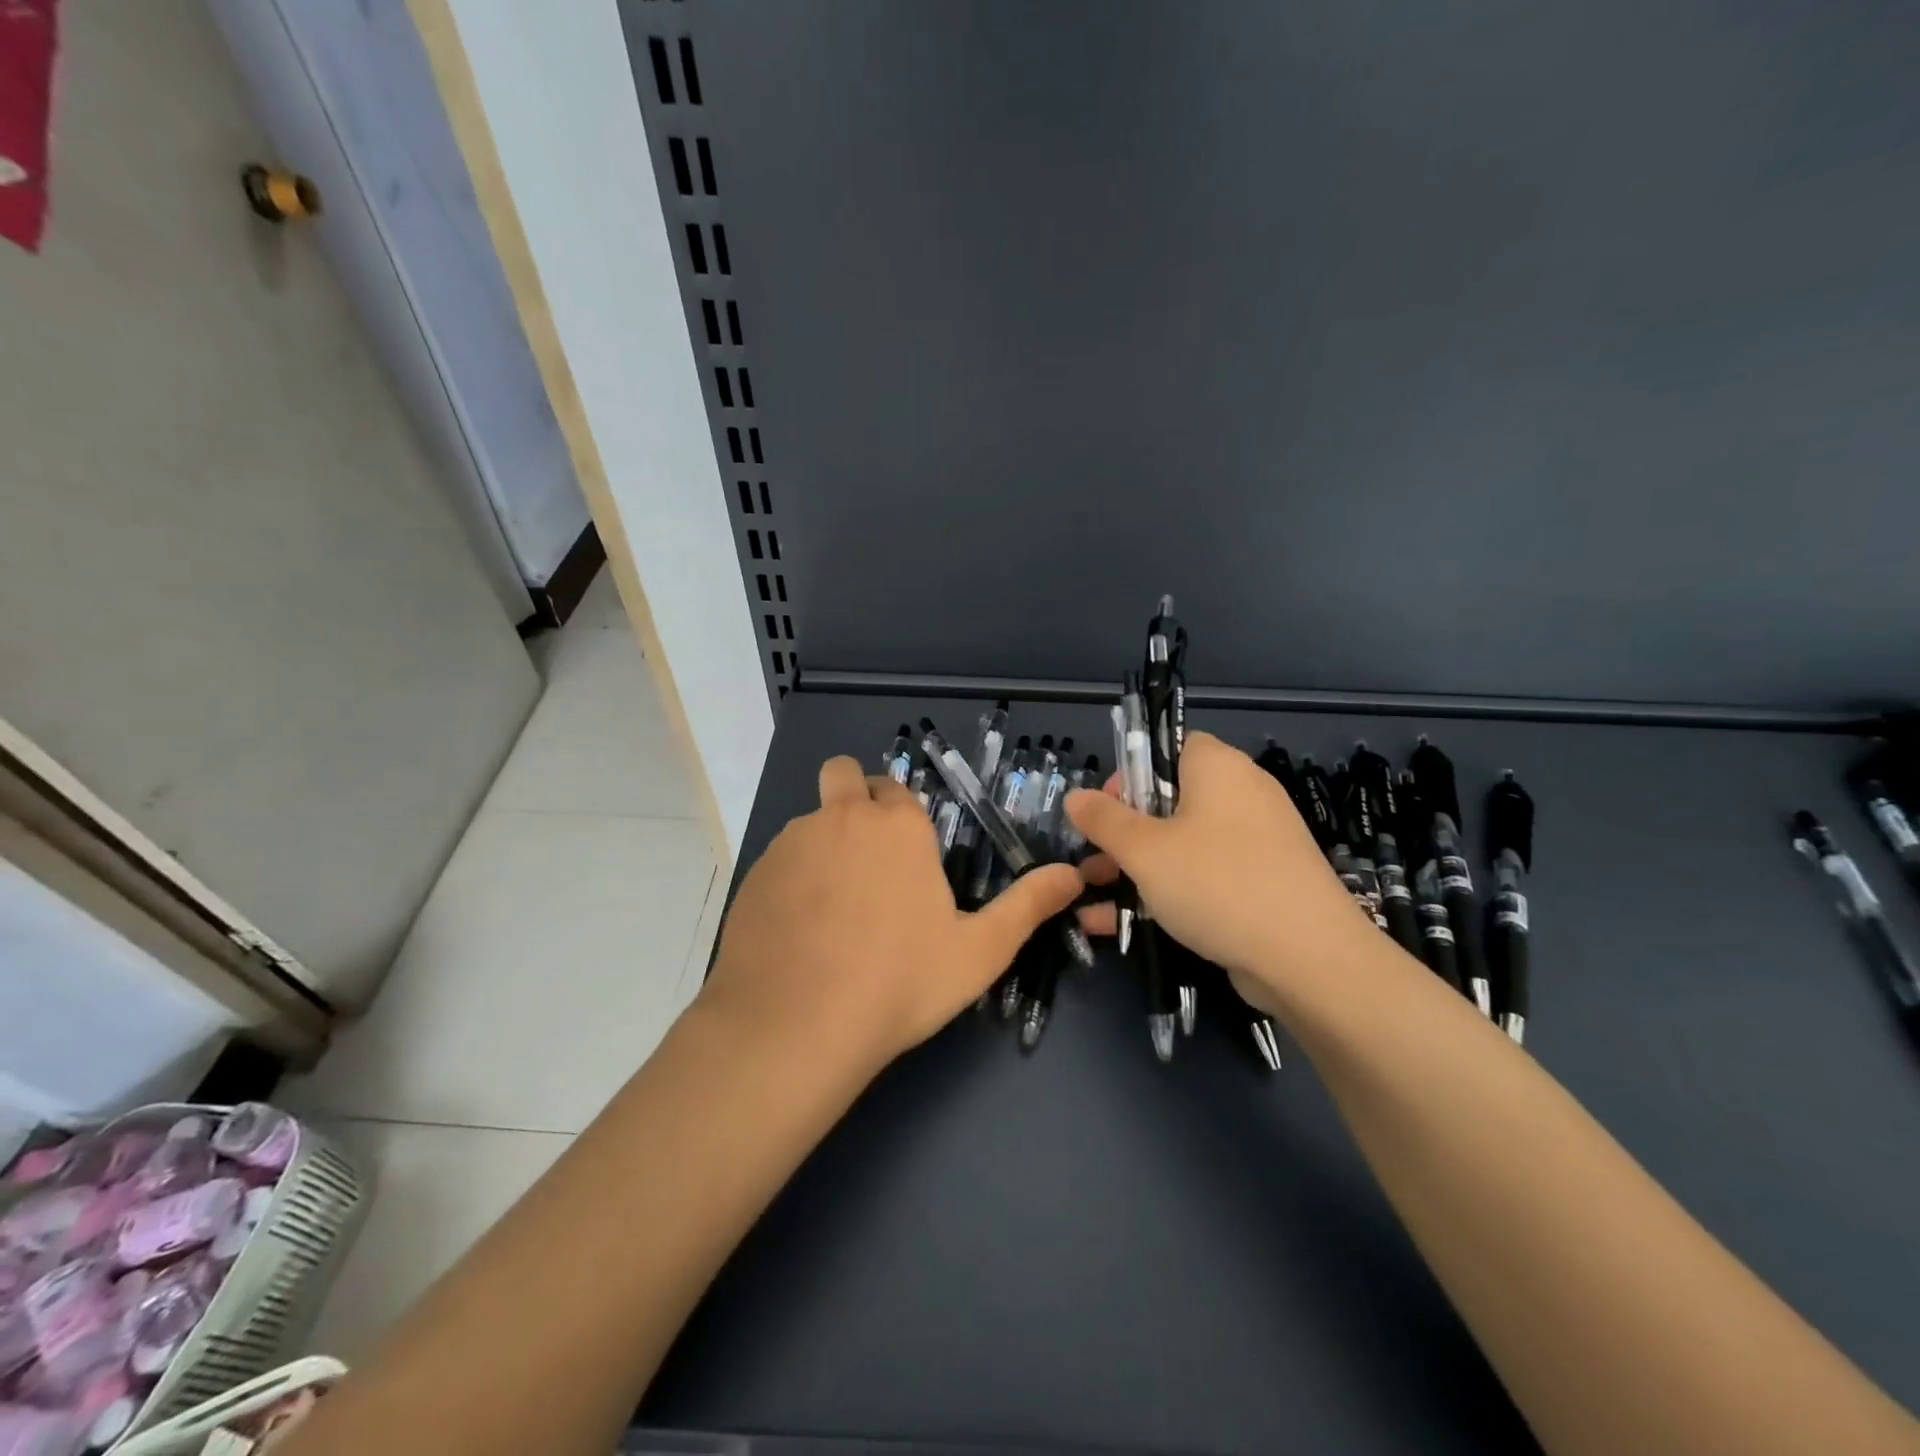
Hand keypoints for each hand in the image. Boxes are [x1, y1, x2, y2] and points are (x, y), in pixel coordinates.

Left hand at [700, 755, 1083, 1075]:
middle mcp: (841, 817)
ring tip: (835, 911)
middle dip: (854, 798)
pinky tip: (799, 932)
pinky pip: (779, 861)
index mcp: (897, 825)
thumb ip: (1028, 906)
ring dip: (824, 844)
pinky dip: (791, 880)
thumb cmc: (899, 982)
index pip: (897, 790)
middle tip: (868, 858)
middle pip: (843, 775)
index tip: (907, 856)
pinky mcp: (753, 874)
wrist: (796, 1026)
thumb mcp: (979, 950)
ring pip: (810, 821)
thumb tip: (1072, 875)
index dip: (902, 816)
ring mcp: (790, 842)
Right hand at [1065, 731, 1376, 1012]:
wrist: (1309, 959)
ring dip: (1136, 869)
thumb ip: (1104, 819)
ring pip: (1183, 845)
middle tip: (1093, 861)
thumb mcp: (1144, 850)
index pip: (1168, 748)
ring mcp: (1257, 842)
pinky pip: (1205, 877)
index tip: (1104, 810)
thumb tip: (1075, 797)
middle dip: (1123, 833)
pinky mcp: (1263, 884)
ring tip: (1094, 899)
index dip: (1131, 774)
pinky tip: (1125, 925)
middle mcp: (1242, 795)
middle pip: (1170, 800)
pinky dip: (1168, 893)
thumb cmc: (1217, 884)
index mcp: (1217, 768)